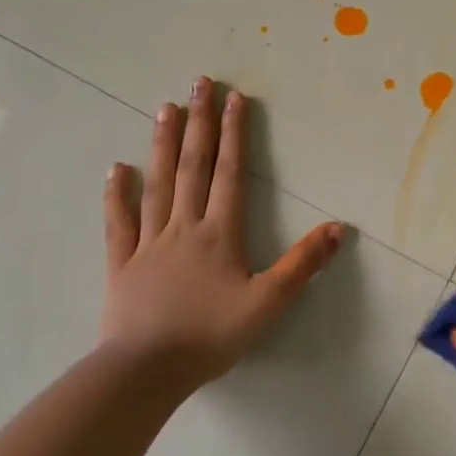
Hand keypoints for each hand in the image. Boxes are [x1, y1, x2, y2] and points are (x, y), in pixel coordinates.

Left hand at [101, 77, 345, 386]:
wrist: (145, 372)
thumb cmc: (211, 335)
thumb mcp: (269, 303)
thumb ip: (303, 264)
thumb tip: (339, 227)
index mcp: (220, 232)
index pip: (230, 172)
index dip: (234, 133)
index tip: (234, 98)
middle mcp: (184, 226)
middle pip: (193, 166)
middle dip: (199, 122)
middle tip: (199, 83)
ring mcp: (149, 242)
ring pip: (158, 184)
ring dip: (163, 144)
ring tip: (165, 108)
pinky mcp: (122, 264)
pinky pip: (120, 223)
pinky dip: (117, 195)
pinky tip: (117, 169)